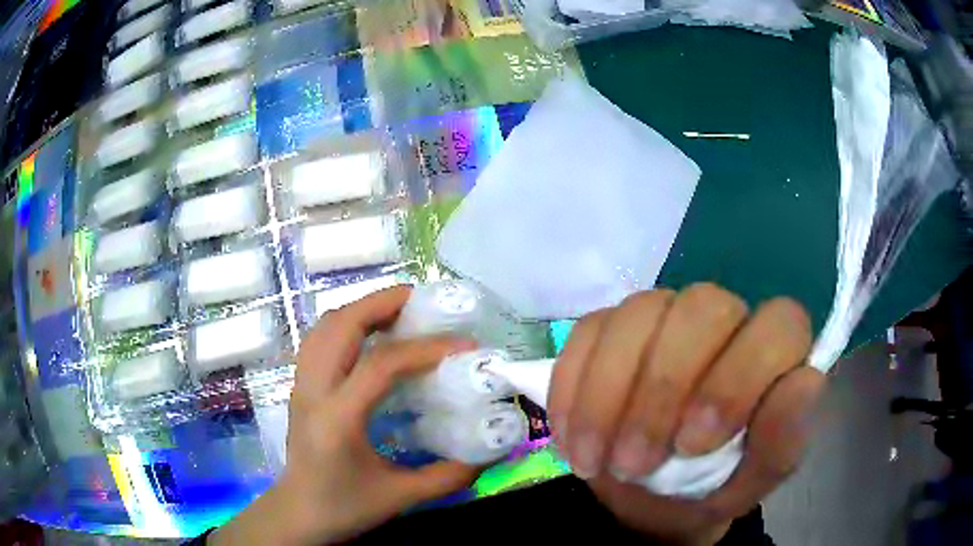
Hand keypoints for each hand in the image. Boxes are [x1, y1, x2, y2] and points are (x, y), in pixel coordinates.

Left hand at [213, 287, 479, 545]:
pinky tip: (370, 336)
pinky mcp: (300, 386)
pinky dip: (346, 324)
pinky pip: (320, 339)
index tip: (464, 345)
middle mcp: (313, 391)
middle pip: (341, 324)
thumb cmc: (344, 507)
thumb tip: (489, 455)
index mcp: (338, 418)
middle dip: (383, 303)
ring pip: (325, 325)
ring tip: (399, 312)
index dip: (425, 348)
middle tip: (423, 302)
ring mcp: (301, 385)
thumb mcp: (400, 498)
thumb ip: (448, 476)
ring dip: (362, 309)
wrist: (298, 514)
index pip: (380, 365)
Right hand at [547, 283, 821, 544]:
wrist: (655, 499)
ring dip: (609, 394)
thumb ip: (783, 439)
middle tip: (636, 462)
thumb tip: (805, 382)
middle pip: (703, 307)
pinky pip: (589, 332)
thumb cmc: (715, 486)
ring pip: (640, 313)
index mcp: (773, 353)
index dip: (738, 378)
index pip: (778, 324)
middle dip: (664, 387)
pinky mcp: (613, 328)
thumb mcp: (753, 479)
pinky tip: (572, 436)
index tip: (693, 445)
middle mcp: (725, 320)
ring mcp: (666, 316)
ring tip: (597, 461)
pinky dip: (573, 388)